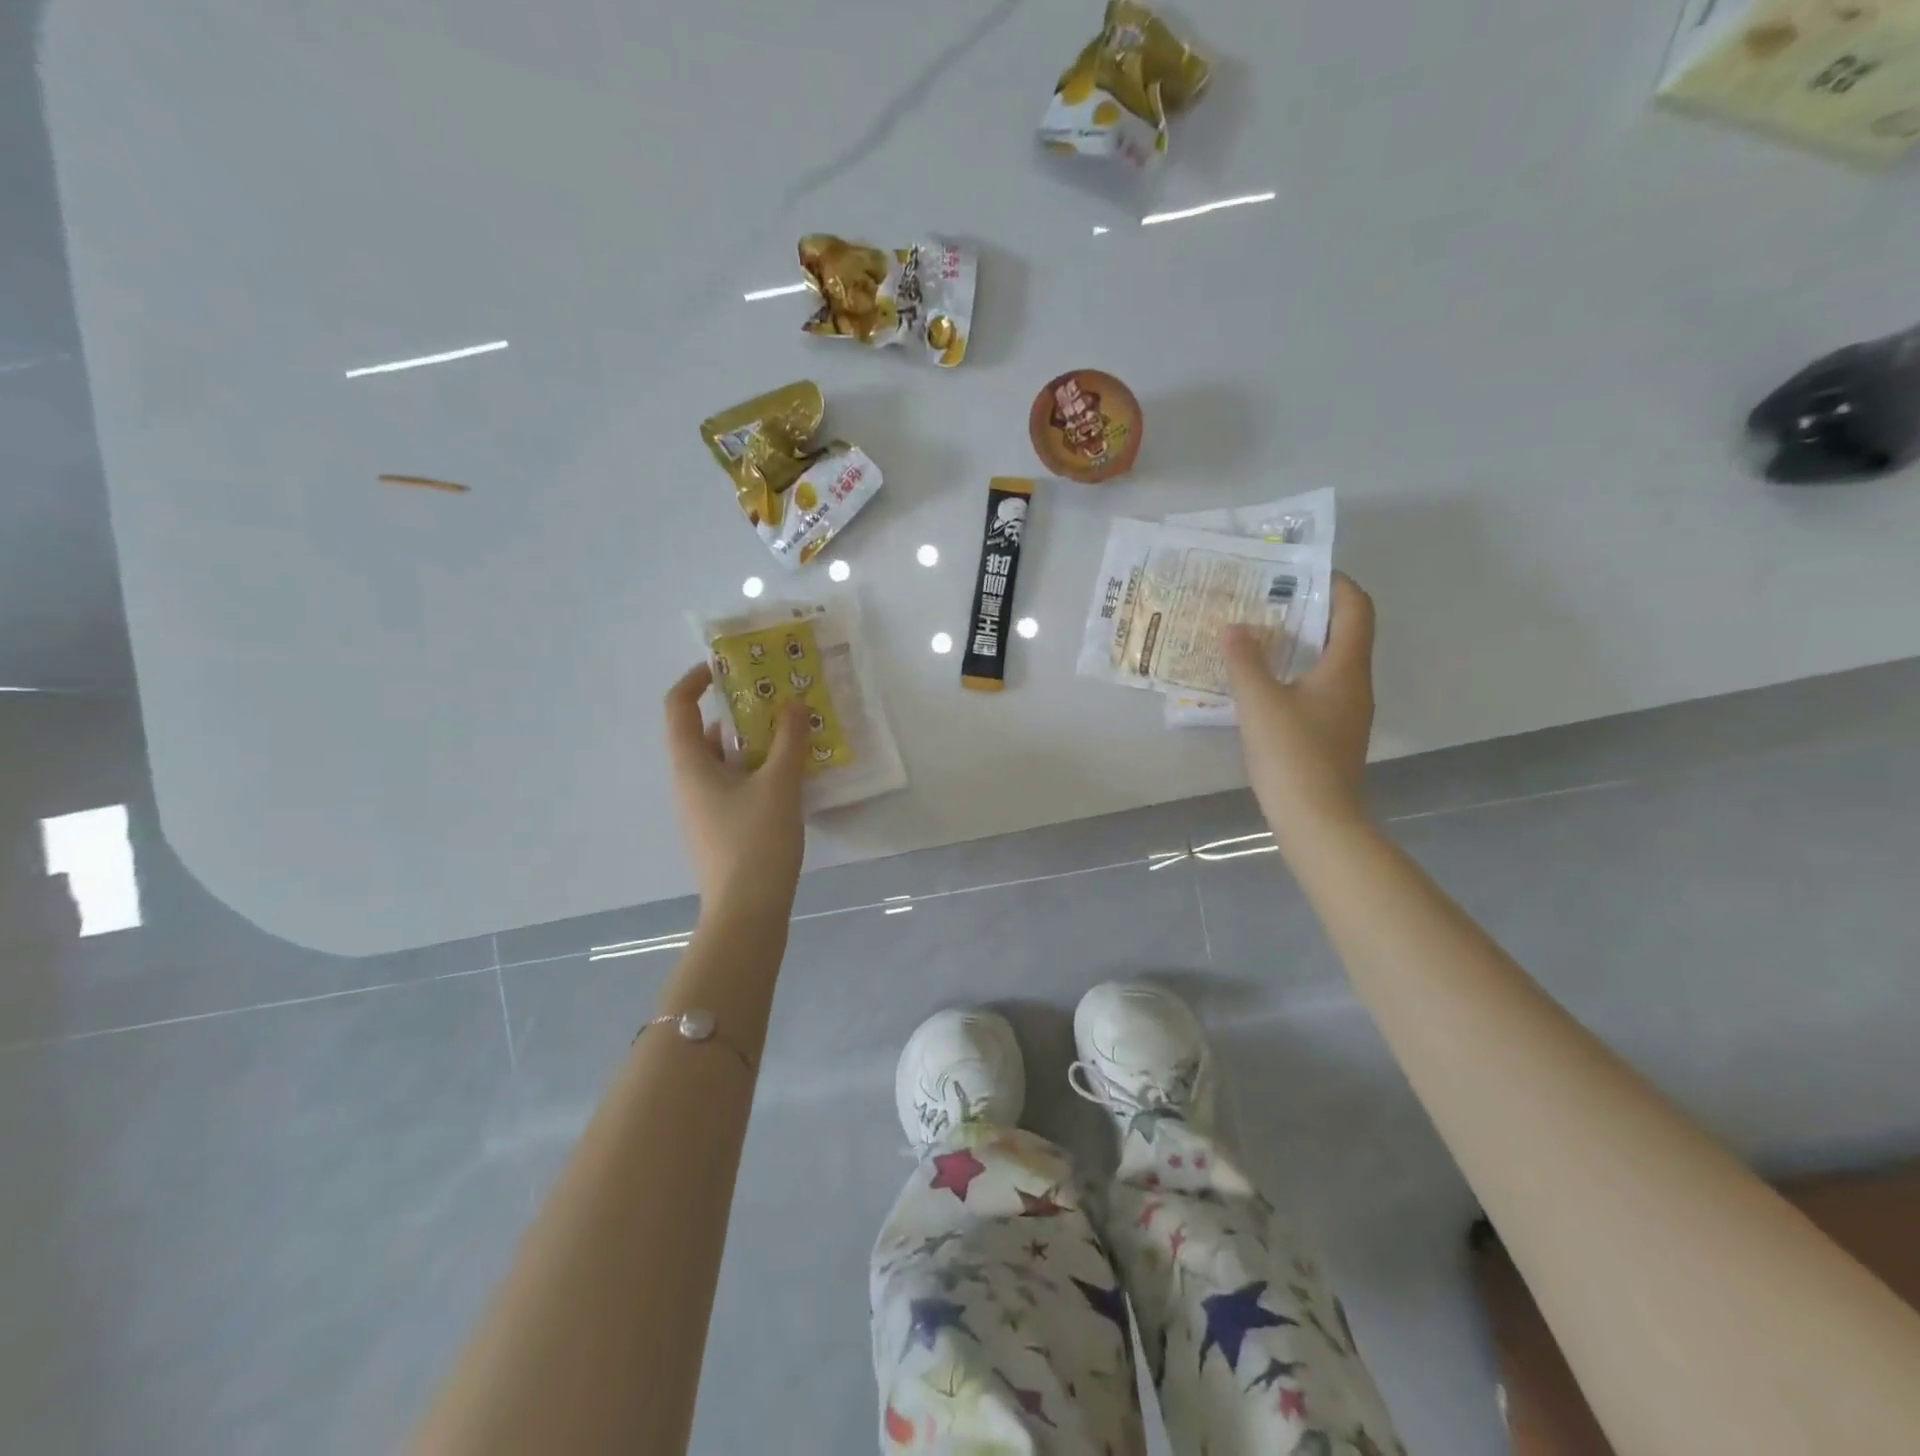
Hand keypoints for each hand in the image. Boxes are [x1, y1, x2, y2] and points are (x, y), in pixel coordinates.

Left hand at [663, 664, 807, 922]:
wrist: (747, 910)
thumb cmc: (757, 840)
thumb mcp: (780, 783)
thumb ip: (788, 739)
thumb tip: (794, 703)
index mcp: (691, 765)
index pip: (678, 707)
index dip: (695, 681)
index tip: (725, 669)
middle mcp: (689, 783)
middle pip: (703, 734)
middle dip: (736, 713)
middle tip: (773, 702)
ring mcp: (702, 809)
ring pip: (722, 762)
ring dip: (750, 744)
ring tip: (789, 735)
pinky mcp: (719, 830)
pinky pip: (733, 786)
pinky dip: (755, 771)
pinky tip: (788, 777)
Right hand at [1222, 572, 1376, 840]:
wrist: (1317, 820)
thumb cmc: (1292, 754)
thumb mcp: (1259, 702)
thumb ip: (1244, 661)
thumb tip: (1233, 627)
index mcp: (1346, 667)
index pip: (1356, 608)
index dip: (1335, 582)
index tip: (1300, 571)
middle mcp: (1355, 684)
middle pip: (1343, 633)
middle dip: (1309, 612)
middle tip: (1267, 601)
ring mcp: (1346, 712)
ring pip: (1329, 663)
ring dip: (1299, 644)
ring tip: (1258, 637)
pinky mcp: (1332, 734)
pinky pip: (1318, 689)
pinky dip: (1295, 674)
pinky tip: (1262, 684)